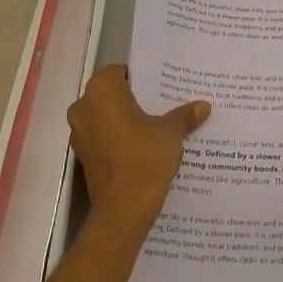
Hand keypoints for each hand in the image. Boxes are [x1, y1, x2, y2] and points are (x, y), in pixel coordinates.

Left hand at [67, 65, 209, 225]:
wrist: (123, 209)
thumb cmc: (145, 157)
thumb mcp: (171, 133)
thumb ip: (184, 115)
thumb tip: (203, 105)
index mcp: (102, 90)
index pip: (121, 71)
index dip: (142, 78)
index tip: (161, 87)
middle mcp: (84, 106)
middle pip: (112, 94)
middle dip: (134, 99)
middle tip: (163, 104)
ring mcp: (79, 133)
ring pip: (105, 117)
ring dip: (125, 120)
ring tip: (155, 126)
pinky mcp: (82, 156)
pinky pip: (102, 138)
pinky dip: (118, 139)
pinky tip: (142, 147)